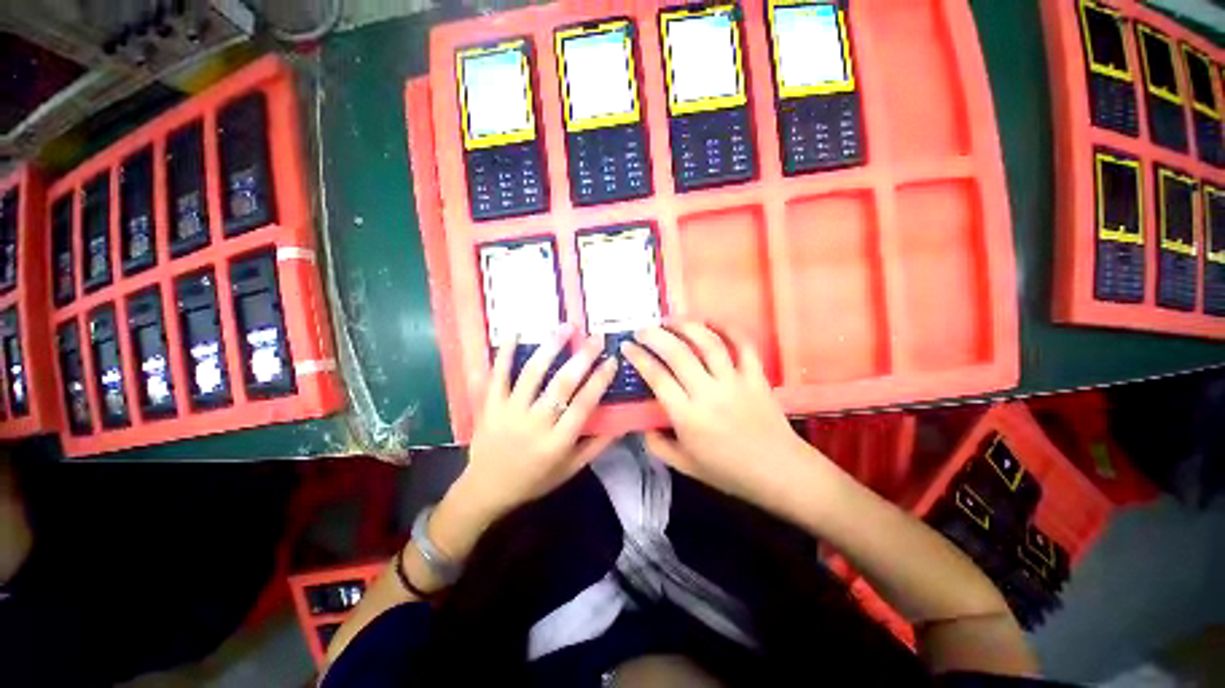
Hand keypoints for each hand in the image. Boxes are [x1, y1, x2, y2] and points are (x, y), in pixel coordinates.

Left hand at [432, 326, 616, 559]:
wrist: (486, 490)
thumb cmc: (533, 480)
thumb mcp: (570, 470)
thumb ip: (596, 447)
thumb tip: (621, 424)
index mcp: (557, 442)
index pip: (583, 405)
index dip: (600, 380)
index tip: (612, 360)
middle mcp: (534, 424)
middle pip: (561, 384)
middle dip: (582, 357)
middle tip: (596, 338)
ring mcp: (509, 412)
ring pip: (532, 373)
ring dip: (550, 347)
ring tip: (565, 328)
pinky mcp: (489, 406)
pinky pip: (497, 375)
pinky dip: (505, 353)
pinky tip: (516, 332)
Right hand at [621, 323, 829, 516]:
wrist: (779, 472)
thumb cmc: (729, 472)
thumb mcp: (684, 466)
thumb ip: (657, 445)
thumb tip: (642, 424)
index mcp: (688, 417)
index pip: (657, 377)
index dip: (638, 357)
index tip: (627, 346)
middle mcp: (709, 393)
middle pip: (678, 353)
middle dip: (655, 335)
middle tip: (643, 329)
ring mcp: (735, 381)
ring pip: (708, 343)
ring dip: (687, 326)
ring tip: (671, 320)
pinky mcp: (756, 376)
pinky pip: (743, 345)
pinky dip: (729, 328)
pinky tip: (712, 321)